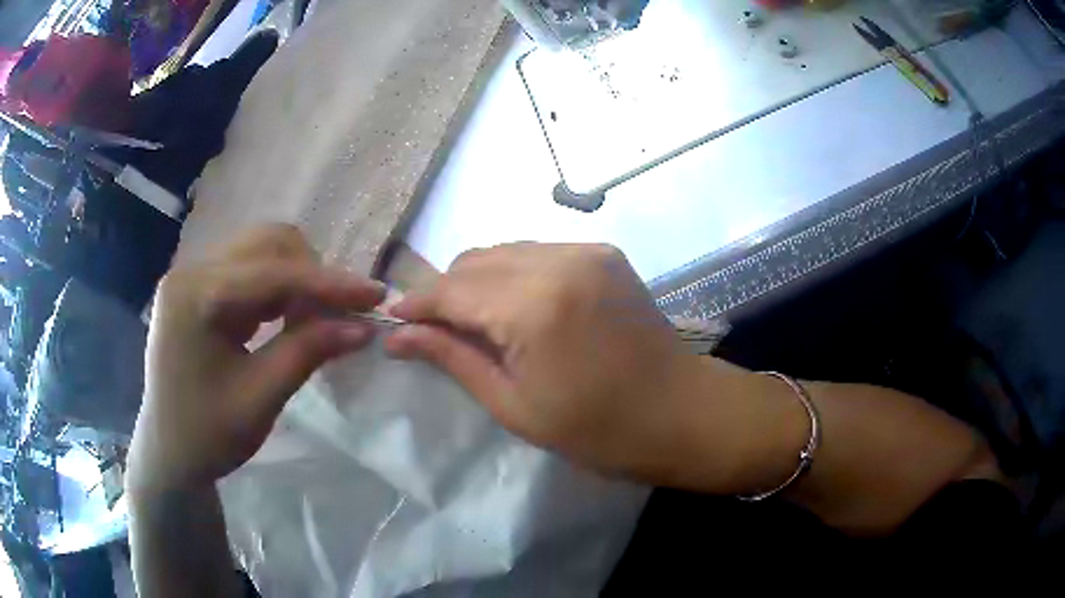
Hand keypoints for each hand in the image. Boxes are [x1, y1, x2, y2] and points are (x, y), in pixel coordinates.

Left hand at [127, 225, 385, 493]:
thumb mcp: (260, 398)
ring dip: (297, 278)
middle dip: (311, 273)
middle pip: (266, 244)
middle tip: (340, 315)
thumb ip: (308, 352)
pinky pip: (249, 271)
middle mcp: (191, 271)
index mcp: (196, 296)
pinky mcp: (200, 289)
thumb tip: (363, 326)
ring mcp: (193, 277)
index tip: (375, 295)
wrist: (169, 454)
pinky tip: (291, 317)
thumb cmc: (208, 436)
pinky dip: (279, 288)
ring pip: (260, 252)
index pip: (272, 273)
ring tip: (318, 318)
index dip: (328, 283)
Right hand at [386, 243, 727, 483]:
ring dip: (479, 280)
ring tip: (475, 321)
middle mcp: (558, 260)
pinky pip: (538, 252)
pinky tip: (518, 308)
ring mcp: (586, 250)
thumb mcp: (514, 405)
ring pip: (504, 251)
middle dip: (446, 292)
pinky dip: (514, 274)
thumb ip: (453, 359)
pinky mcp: (604, 252)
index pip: (451, 289)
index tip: (395, 322)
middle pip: (474, 260)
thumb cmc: (598, 429)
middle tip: (437, 330)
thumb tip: (398, 335)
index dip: (417, 304)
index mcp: (534, 305)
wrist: (681, 412)